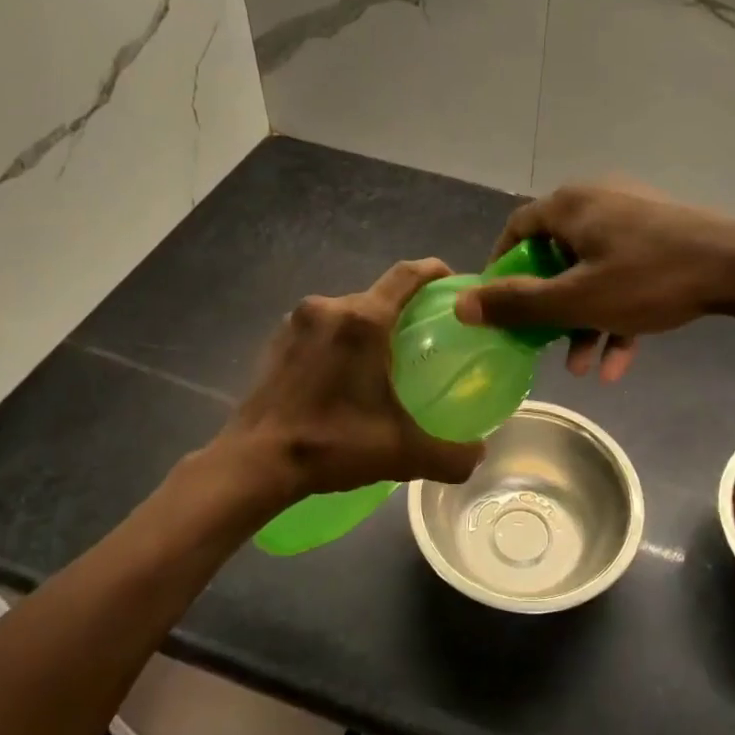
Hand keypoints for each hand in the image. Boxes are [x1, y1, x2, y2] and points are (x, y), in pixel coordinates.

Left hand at [223, 259, 485, 499]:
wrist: (255, 462)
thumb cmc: (331, 445)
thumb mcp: (402, 453)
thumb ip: (452, 455)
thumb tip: (479, 455)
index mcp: (363, 320)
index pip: (408, 275)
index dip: (435, 272)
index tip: (453, 285)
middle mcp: (328, 308)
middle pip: (378, 296)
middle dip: (403, 311)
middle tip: (424, 341)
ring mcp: (296, 322)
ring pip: (347, 312)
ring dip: (368, 329)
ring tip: (384, 363)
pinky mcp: (275, 341)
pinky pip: (320, 329)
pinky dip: (339, 342)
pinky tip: (344, 377)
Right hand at [455, 183, 734, 380]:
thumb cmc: (649, 279)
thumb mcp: (577, 299)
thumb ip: (518, 304)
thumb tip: (463, 305)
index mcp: (570, 206)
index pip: (517, 230)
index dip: (501, 269)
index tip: (499, 308)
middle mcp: (597, 202)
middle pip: (555, 257)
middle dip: (549, 309)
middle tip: (541, 344)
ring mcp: (633, 219)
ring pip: (592, 273)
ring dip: (583, 321)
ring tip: (582, 368)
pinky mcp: (661, 237)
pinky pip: (625, 275)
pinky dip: (616, 314)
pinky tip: (620, 364)